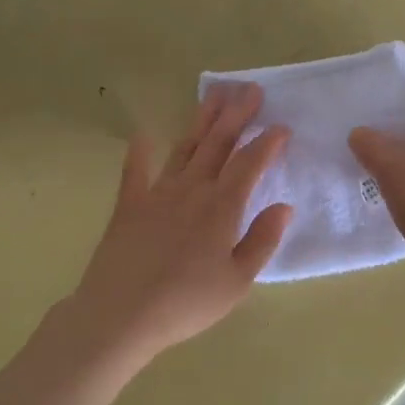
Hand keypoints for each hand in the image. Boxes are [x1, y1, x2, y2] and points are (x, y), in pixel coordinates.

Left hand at [0, 84, 291, 404]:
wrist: (120, 315)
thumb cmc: (186, 303)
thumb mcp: (237, 281)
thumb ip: (262, 240)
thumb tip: (284, 206)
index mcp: (222, 207)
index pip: (250, 164)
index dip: (268, 143)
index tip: (282, 126)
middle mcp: (192, 189)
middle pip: (218, 144)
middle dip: (237, 115)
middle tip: (250, 89)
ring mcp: (158, 193)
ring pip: (185, 148)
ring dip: (201, 121)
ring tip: (214, 96)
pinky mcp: (129, 205)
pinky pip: (135, 171)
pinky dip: (139, 151)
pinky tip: (143, 134)